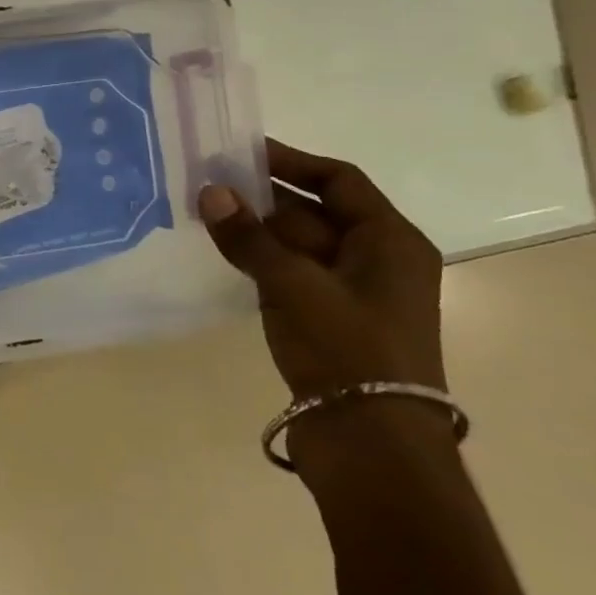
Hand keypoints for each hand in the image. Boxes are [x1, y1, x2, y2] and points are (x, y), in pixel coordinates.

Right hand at [198, 139, 445, 400]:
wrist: (371, 443)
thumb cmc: (348, 350)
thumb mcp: (293, 285)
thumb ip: (248, 237)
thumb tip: (210, 191)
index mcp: (390, 242)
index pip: (339, 181)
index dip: (291, 162)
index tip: (241, 150)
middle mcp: (376, 260)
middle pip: (315, 211)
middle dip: (263, 195)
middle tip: (208, 181)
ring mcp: (352, 292)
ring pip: (298, 244)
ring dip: (256, 228)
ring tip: (205, 211)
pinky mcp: (328, 320)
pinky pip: (290, 273)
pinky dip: (259, 259)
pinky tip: (223, 252)